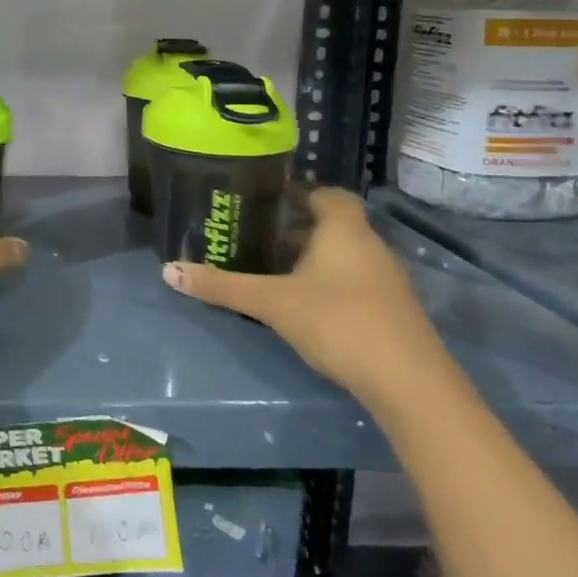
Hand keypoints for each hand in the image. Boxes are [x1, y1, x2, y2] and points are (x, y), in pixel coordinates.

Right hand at [161, 188, 449, 405]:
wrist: (409, 384)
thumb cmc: (338, 322)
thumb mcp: (271, 303)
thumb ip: (221, 286)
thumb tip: (168, 270)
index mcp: (344, 231)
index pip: (326, 194)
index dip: (299, 192)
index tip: (267, 198)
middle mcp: (369, 247)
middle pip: (331, 226)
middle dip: (294, 229)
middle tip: (255, 237)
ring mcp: (385, 281)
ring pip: (342, 257)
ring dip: (309, 259)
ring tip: (270, 271)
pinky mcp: (390, 312)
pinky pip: (352, 282)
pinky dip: (326, 284)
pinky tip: (301, 306)